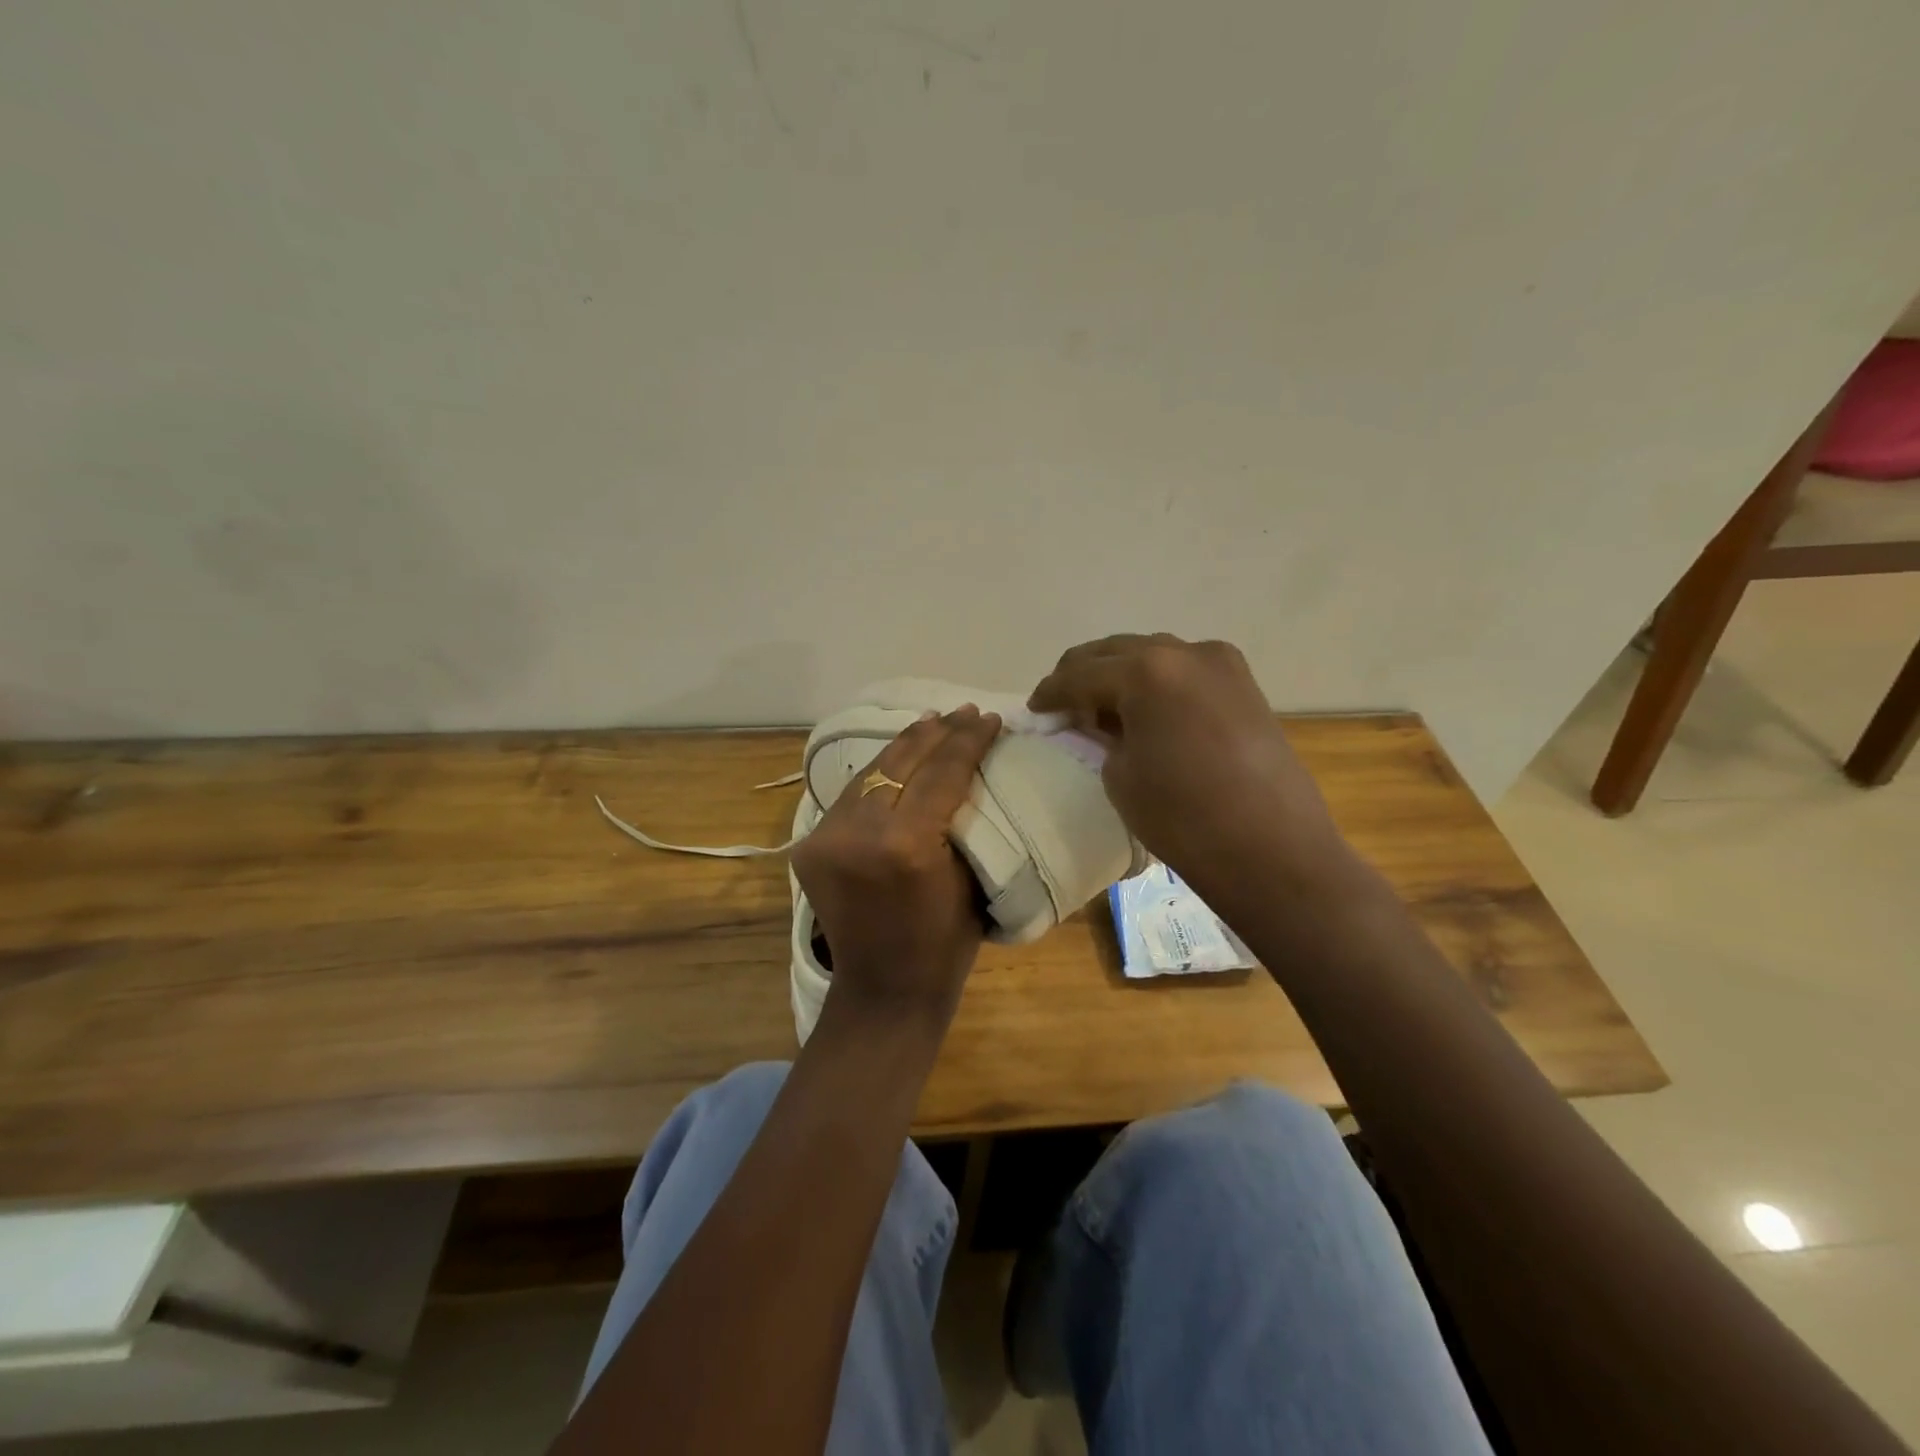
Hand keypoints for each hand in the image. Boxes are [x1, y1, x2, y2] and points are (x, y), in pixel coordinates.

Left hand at [791, 704, 1003, 1031]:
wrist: (882, 990)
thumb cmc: (944, 945)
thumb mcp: (970, 878)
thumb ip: (962, 819)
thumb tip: (969, 769)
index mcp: (906, 845)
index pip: (941, 773)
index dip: (967, 740)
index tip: (988, 718)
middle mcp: (858, 832)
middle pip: (900, 762)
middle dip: (936, 732)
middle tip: (963, 712)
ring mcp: (826, 837)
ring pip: (870, 772)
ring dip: (904, 747)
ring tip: (933, 723)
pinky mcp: (809, 845)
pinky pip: (851, 796)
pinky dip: (879, 775)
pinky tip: (898, 760)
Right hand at [1028, 635, 1343, 890]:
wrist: (1272, 850)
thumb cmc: (1183, 818)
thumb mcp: (1119, 775)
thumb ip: (1100, 736)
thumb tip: (1098, 722)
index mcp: (1146, 670)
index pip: (1080, 674)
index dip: (1051, 692)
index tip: (1033, 708)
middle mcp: (1184, 651)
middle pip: (1115, 651)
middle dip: (1083, 674)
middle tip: (1061, 703)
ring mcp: (1220, 663)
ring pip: (1152, 654)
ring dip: (1121, 674)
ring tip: (1101, 705)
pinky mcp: (1243, 683)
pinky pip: (1184, 670)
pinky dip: (1156, 681)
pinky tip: (1145, 708)